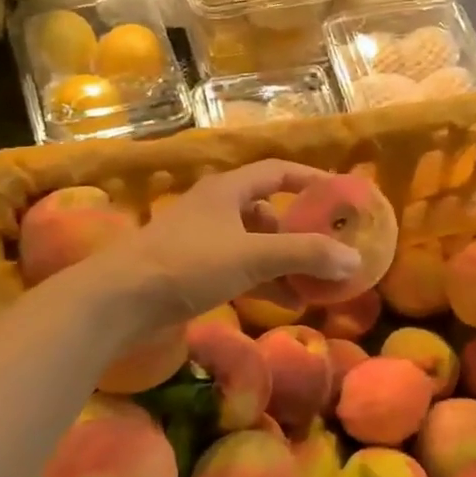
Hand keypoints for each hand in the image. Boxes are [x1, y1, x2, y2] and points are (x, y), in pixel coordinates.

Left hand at [89, 161, 361, 329]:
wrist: (120, 301)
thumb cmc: (187, 264)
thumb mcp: (252, 256)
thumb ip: (304, 255)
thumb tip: (355, 259)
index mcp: (228, 191)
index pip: (278, 172)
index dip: (311, 180)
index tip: (340, 196)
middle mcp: (216, 209)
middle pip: (268, 211)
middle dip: (300, 230)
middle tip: (330, 247)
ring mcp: (202, 242)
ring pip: (255, 245)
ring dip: (285, 262)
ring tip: (316, 283)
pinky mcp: (193, 272)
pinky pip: (240, 271)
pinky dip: (265, 283)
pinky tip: (286, 304)